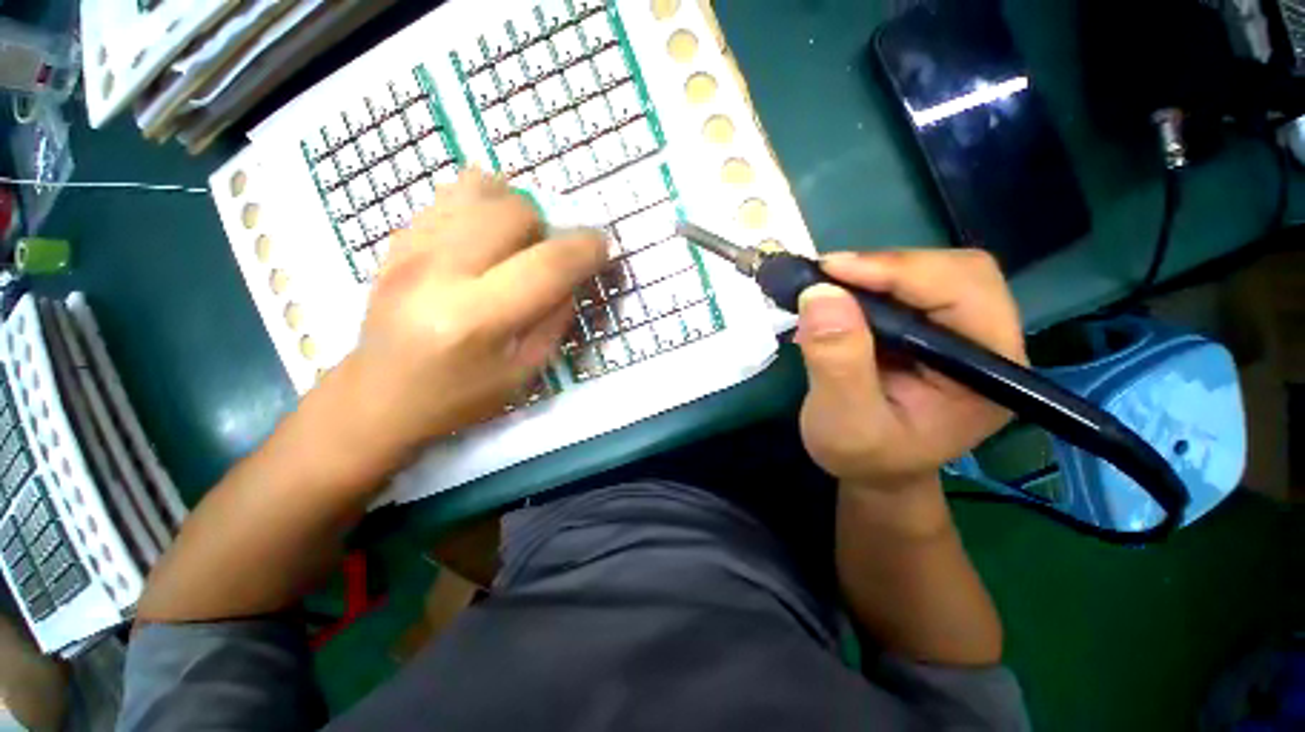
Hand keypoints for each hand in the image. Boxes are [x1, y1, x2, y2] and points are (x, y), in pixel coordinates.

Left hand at [335, 170, 605, 460]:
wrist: (378, 395)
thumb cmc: (459, 396)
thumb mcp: (525, 372)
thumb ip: (555, 319)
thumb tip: (573, 276)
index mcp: (477, 319)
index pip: (548, 264)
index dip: (587, 248)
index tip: (602, 248)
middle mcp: (439, 271)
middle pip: (515, 211)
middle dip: (548, 229)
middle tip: (545, 258)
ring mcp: (410, 247)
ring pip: (482, 188)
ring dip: (515, 212)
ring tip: (514, 245)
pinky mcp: (396, 239)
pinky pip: (452, 193)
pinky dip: (483, 207)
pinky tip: (483, 240)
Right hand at [796, 249, 1026, 490]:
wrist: (875, 470)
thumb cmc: (863, 457)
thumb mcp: (844, 422)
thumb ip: (837, 364)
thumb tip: (821, 295)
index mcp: (988, 374)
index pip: (964, 293)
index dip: (899, 271)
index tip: (830, 271)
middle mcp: (989, 344)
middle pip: (957, 272)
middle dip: (887, 267)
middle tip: (826, 278)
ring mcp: (963, 334)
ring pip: (932, 273)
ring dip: (875, 273)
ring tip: (827, 290)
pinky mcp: (934, 330)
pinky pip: (909, 288)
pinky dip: (870, 284)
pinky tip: (839, 299)